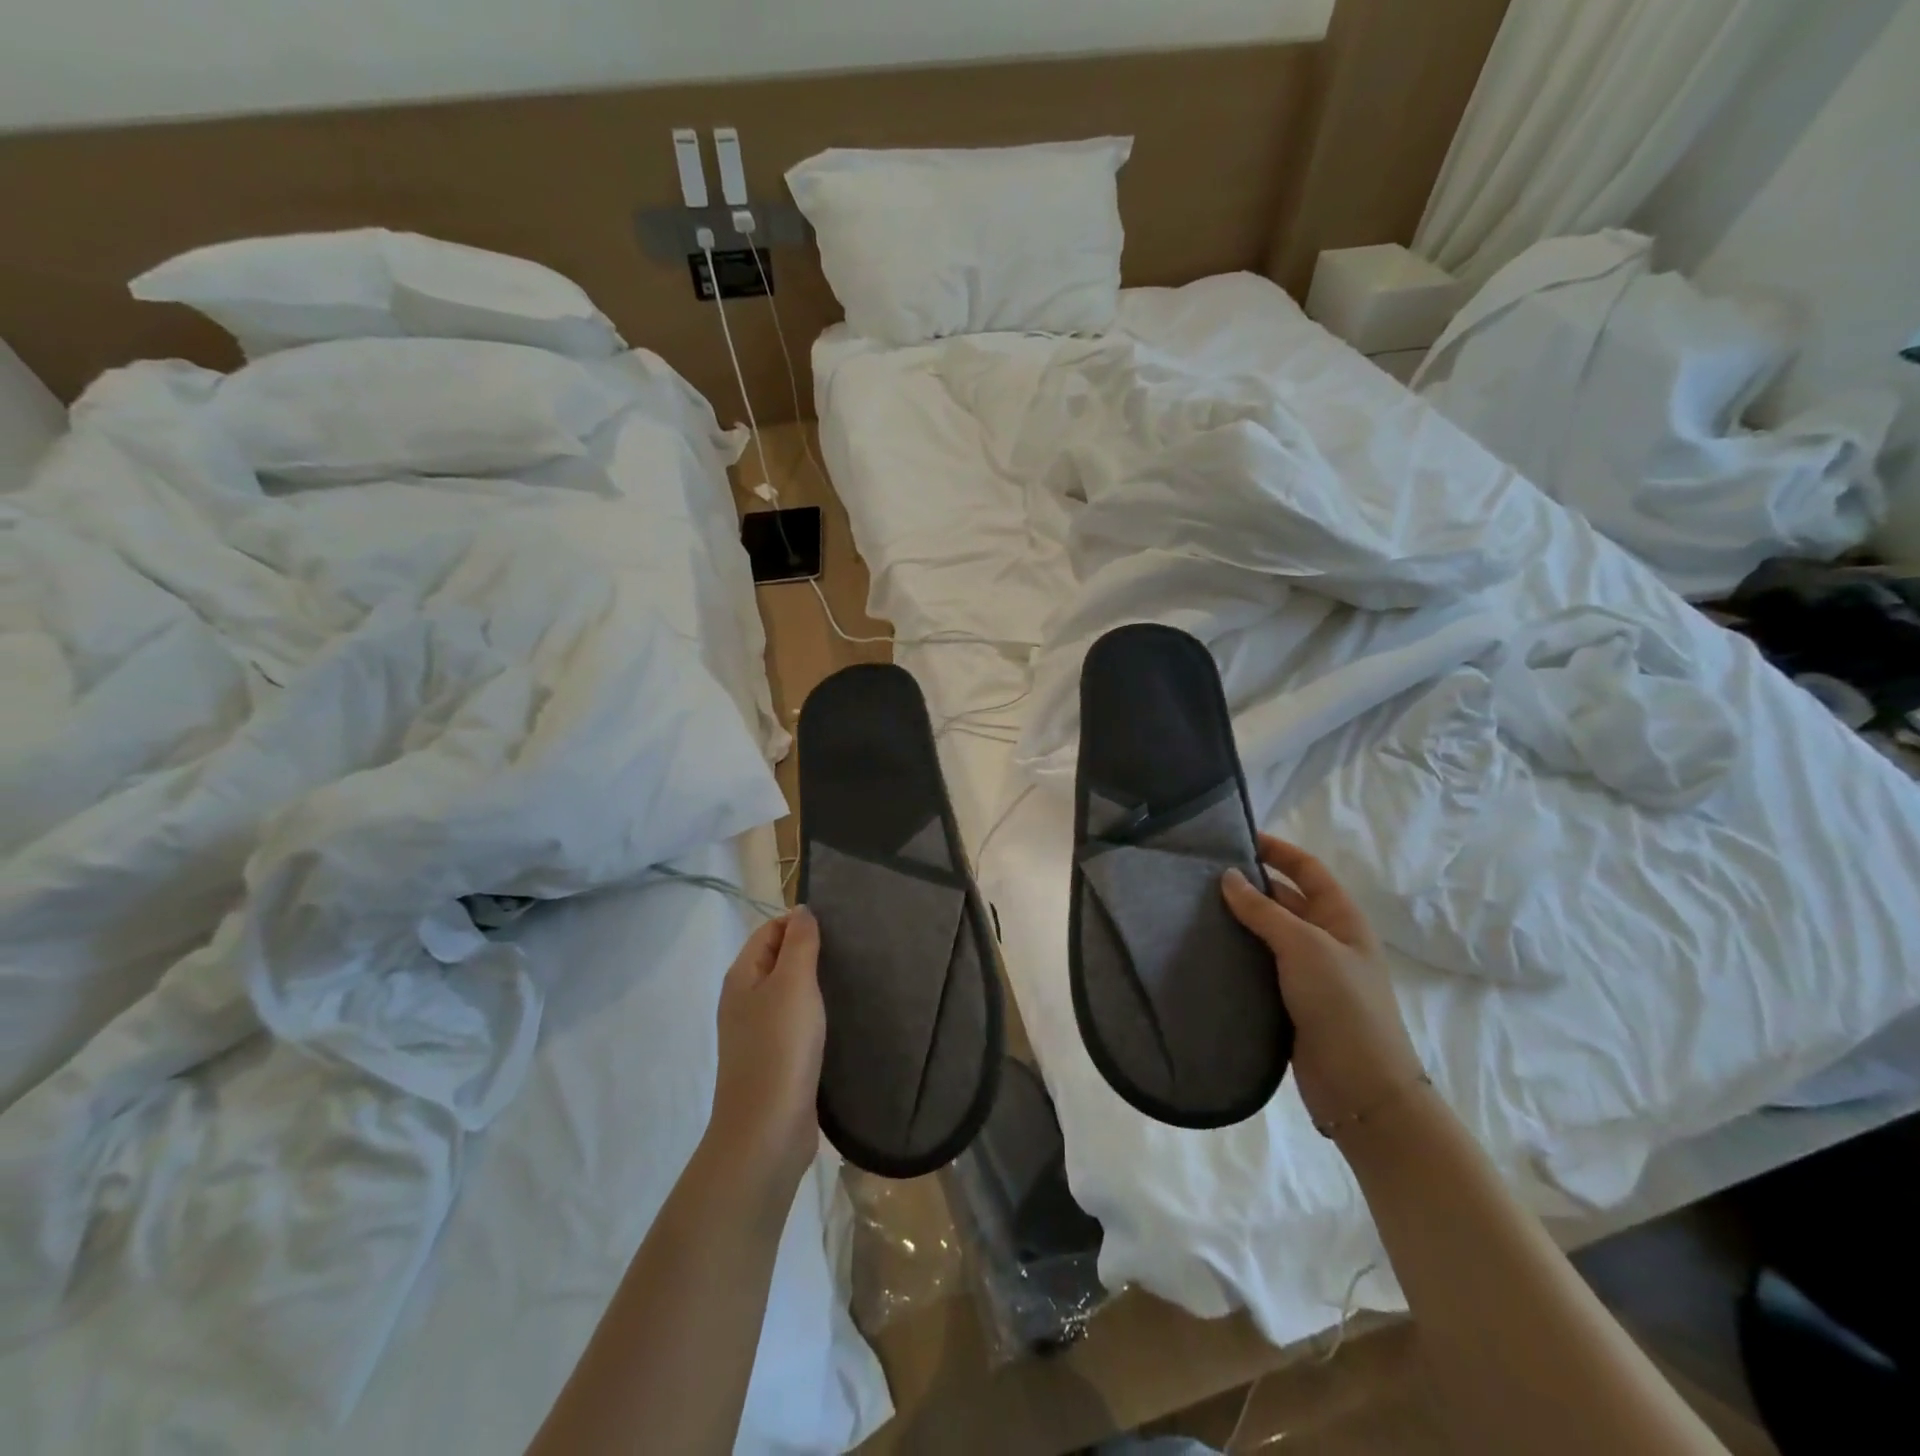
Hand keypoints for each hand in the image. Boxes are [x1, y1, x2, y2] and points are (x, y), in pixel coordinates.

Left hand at [706, 907, 825, 1198]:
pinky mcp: (775, 1061)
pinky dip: (816, 1014)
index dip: (800, 922)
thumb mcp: (793, 984)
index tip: (840, 923)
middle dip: (811, 950)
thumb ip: (799, 944)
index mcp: (742, 977)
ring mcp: (758, 1034)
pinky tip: (842, 1017)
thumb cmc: (780, 1048)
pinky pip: (796, 1024)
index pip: (769, 931)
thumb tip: (801, 911)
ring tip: (854, 977)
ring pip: (789, 994)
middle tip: (853, 948)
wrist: (767, 1131)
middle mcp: (744, 1001)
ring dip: (816, 984)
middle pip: (778, 960)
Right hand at [1221, 835, 1425, 1133]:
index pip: (1307, 869)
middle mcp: (1327, 939)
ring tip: (1193, 908)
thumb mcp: (1304, 946)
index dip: (1277, 850)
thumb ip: (1264, 910)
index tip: (1236, 839)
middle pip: (1285, 899)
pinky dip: (1237, 954)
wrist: (1360, 1088)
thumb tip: (1229, 876)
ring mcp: (1309, 972)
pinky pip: (1260, 965)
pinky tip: (1206, 950)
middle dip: (1249, 885)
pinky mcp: (1290, 1000)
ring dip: (1239, 920)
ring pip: (1268, 934)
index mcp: (1341, 918)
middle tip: (1201, 876)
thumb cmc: (1342, 1005)